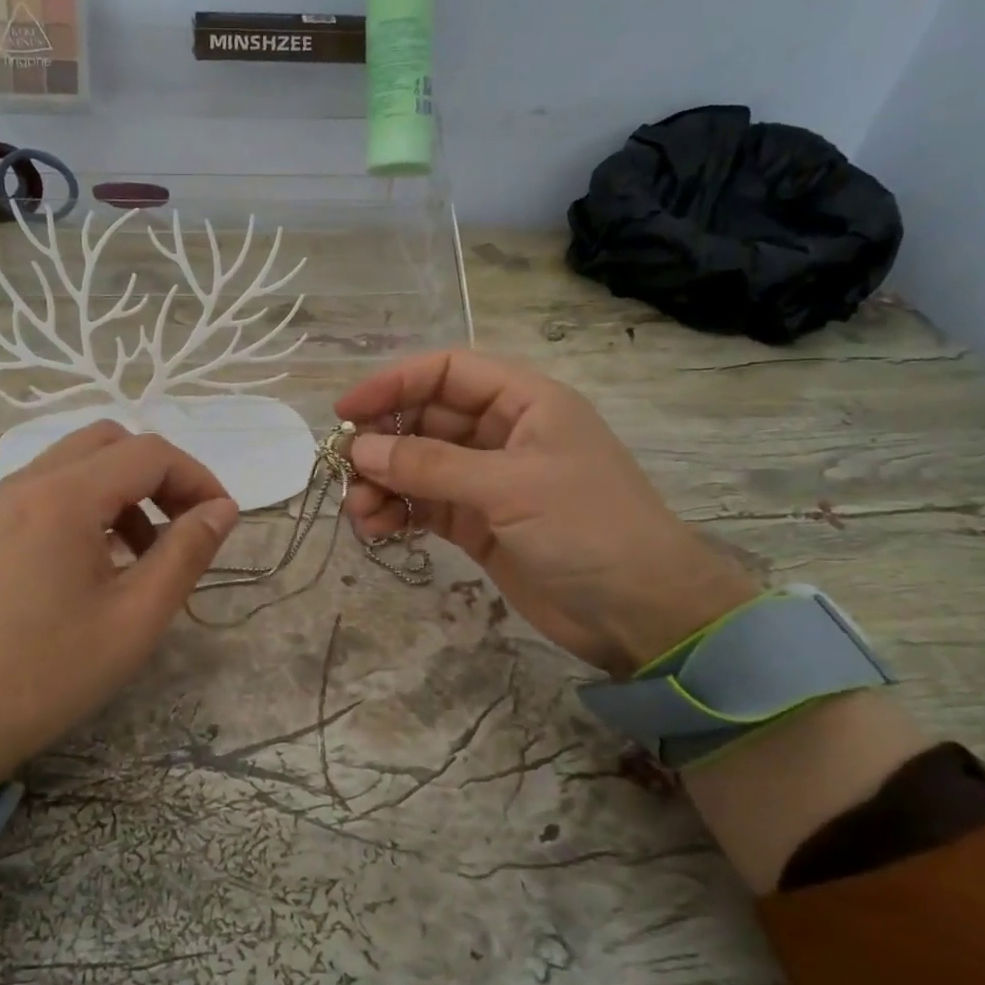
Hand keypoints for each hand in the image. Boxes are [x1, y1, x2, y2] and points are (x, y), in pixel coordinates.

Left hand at [0, 423, 238, 779]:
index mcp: (63, 498)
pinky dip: (84, 502)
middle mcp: (25, 482)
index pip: (149, 454)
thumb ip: (186, 553)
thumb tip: (223, 509)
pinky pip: (45, 489)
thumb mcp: (135, 619)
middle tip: (183, 524)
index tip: (220, 520)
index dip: (197, 477)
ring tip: (142, 551)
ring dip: (121, 488)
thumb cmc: (48, 674)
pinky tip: (93, 560)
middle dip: (158, 474)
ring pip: (75, 462)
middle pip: (110, 442)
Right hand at [336, 351, 756, 675]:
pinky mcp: (477, 523)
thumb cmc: (587, 528)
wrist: (640, 612)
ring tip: (360, 512)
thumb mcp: (509, 486)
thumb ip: (431, 465)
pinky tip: (377, 530)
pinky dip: (397, 513)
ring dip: (383, 483)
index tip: (346, 408)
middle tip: (343, 469)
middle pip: (424, 419)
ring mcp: (487, 481)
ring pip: (418, 466)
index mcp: (523, 401)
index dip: (393, 383)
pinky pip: (424, 505)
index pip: (446, 372)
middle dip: (382, 442)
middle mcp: (502, 433)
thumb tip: (359, 450)